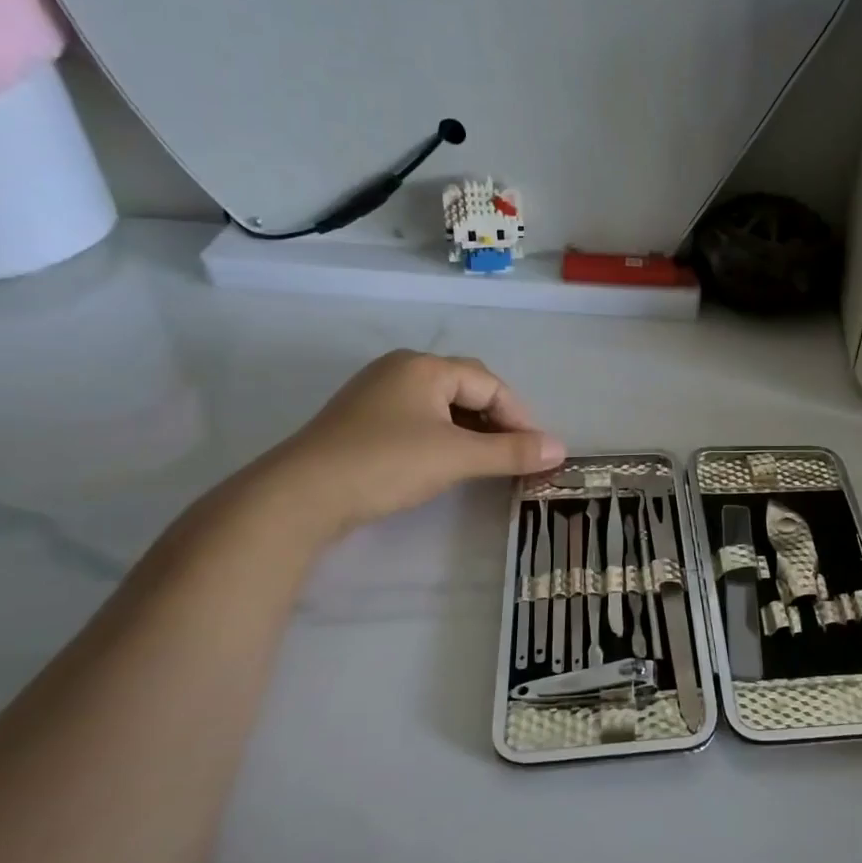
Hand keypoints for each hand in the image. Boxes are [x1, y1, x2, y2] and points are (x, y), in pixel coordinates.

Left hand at [249, 351, 564, 538]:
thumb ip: (511, 452)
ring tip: (486, 461)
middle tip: (514, 454)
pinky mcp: (362, 421)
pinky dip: (443, 438)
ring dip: (471, 431)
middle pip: (466, 389)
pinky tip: (446, 463)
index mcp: (425, 367)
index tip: (537, 452)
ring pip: (441, 406)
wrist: (300, 496)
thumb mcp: (457, 457)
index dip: (519, 417)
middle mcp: (401, 370)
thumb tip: (561, 449)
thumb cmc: (386, 464)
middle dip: (496, 420)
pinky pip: (418, 420)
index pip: (489, 384)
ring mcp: (377, 394)